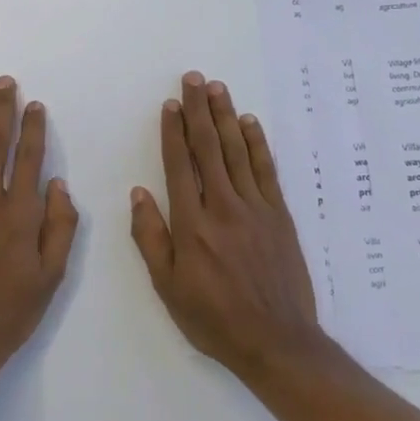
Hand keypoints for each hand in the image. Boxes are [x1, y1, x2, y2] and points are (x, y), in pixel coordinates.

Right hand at [130, 72, 323, 375]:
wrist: (276, 341)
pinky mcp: (280, 215)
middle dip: (199, 110)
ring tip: (217, 88)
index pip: (179, 165)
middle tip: (193, 79)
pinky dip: (258, 143)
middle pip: (209, 148)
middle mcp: (223, 206)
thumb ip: (150, 238)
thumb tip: (139, 192)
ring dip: (226, 116)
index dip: (173, 131)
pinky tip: (250, 123)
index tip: (169, 104)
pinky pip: (267, 170)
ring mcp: (255, 208)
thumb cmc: (214, 318)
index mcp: (192, 224)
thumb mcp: (168, 287)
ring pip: (237, 151)